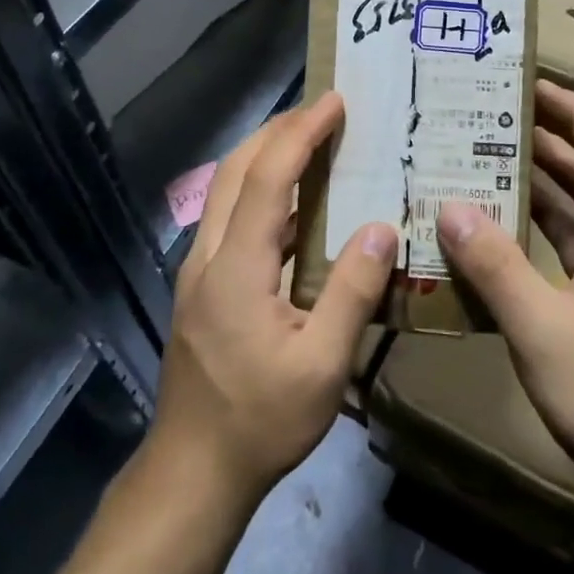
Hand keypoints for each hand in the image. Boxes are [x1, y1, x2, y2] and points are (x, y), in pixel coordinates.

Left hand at [148, 92, 396, 510]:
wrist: (191, 471)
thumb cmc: (260, 420)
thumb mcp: (321, 365)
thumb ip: (353, 292)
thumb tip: (382, 228)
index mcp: (237, 266)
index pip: (270, 178)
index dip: (301, 133)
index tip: (334, 102)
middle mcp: (209, 255)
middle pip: (237, 170)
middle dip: (277, 130)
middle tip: (322, 111)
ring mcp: (198, 270)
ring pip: (226, 189)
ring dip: (264, 155)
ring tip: (308, 141)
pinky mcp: (200, 286)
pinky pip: (228, 215)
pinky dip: (258, 187)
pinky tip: (289, 202)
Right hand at [435, 81, 573, 513]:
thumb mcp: (542, 326)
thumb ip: (496, 266)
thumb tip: (451, 205)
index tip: (534, 86)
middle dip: (546, 143)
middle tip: (491, 120)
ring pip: (571, 219)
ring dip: (534, 190)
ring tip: (481, 166)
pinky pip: (558, 259)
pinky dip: (528, 240)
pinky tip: (489, 242)